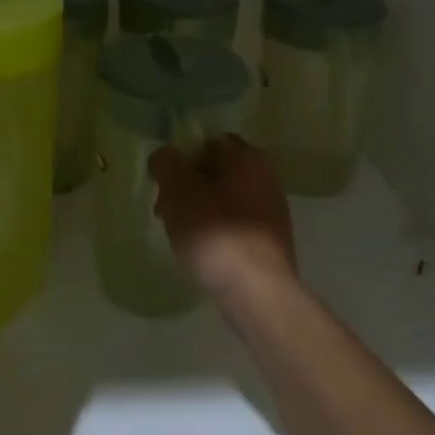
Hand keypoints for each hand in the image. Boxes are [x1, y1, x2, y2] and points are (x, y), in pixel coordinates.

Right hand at [150, 133, 296, 299]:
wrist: (258, 292)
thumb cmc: (216, 233)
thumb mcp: (178, 191)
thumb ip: (167, 163)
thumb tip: (165, 155)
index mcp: (248, 157)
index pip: (207, 142)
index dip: (181, 158)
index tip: (163, 182)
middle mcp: (266, 176)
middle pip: (215, 171)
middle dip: (187, 186)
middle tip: (164, 209)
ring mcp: (272, 210)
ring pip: (224, 199)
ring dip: (199, 210)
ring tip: (178, 234)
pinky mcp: (270, 240)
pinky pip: (235, 224)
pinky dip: (216, 230)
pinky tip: (201, 251)